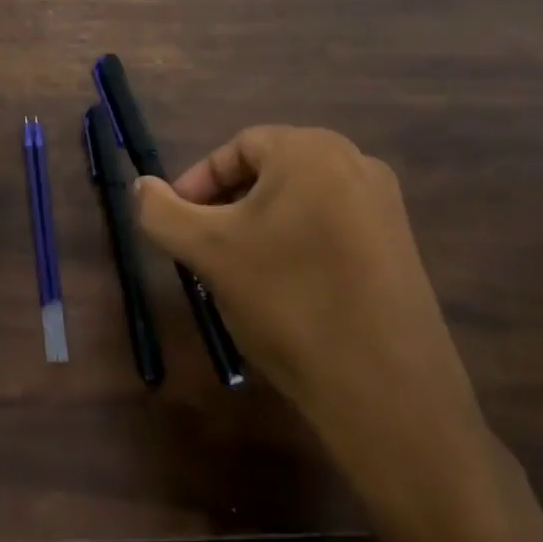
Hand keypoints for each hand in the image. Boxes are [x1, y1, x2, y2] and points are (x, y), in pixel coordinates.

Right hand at [134, 126, 494, 532]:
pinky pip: (331, 229)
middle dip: (227, 206)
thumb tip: (140, 186)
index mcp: (312, 149)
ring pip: (299, 203)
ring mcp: (386, 207)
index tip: (176, 223)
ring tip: (238, 274)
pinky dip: (297, 247)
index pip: (237, 148)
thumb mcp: (207, 252)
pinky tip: (285, 293)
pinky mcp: (401, 249)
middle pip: (269, 173)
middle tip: (202, 249)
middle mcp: (356, 164)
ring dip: (259, 228)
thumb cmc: (288, 301)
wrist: (387, 393)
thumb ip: (161, 211)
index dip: (198, 183)